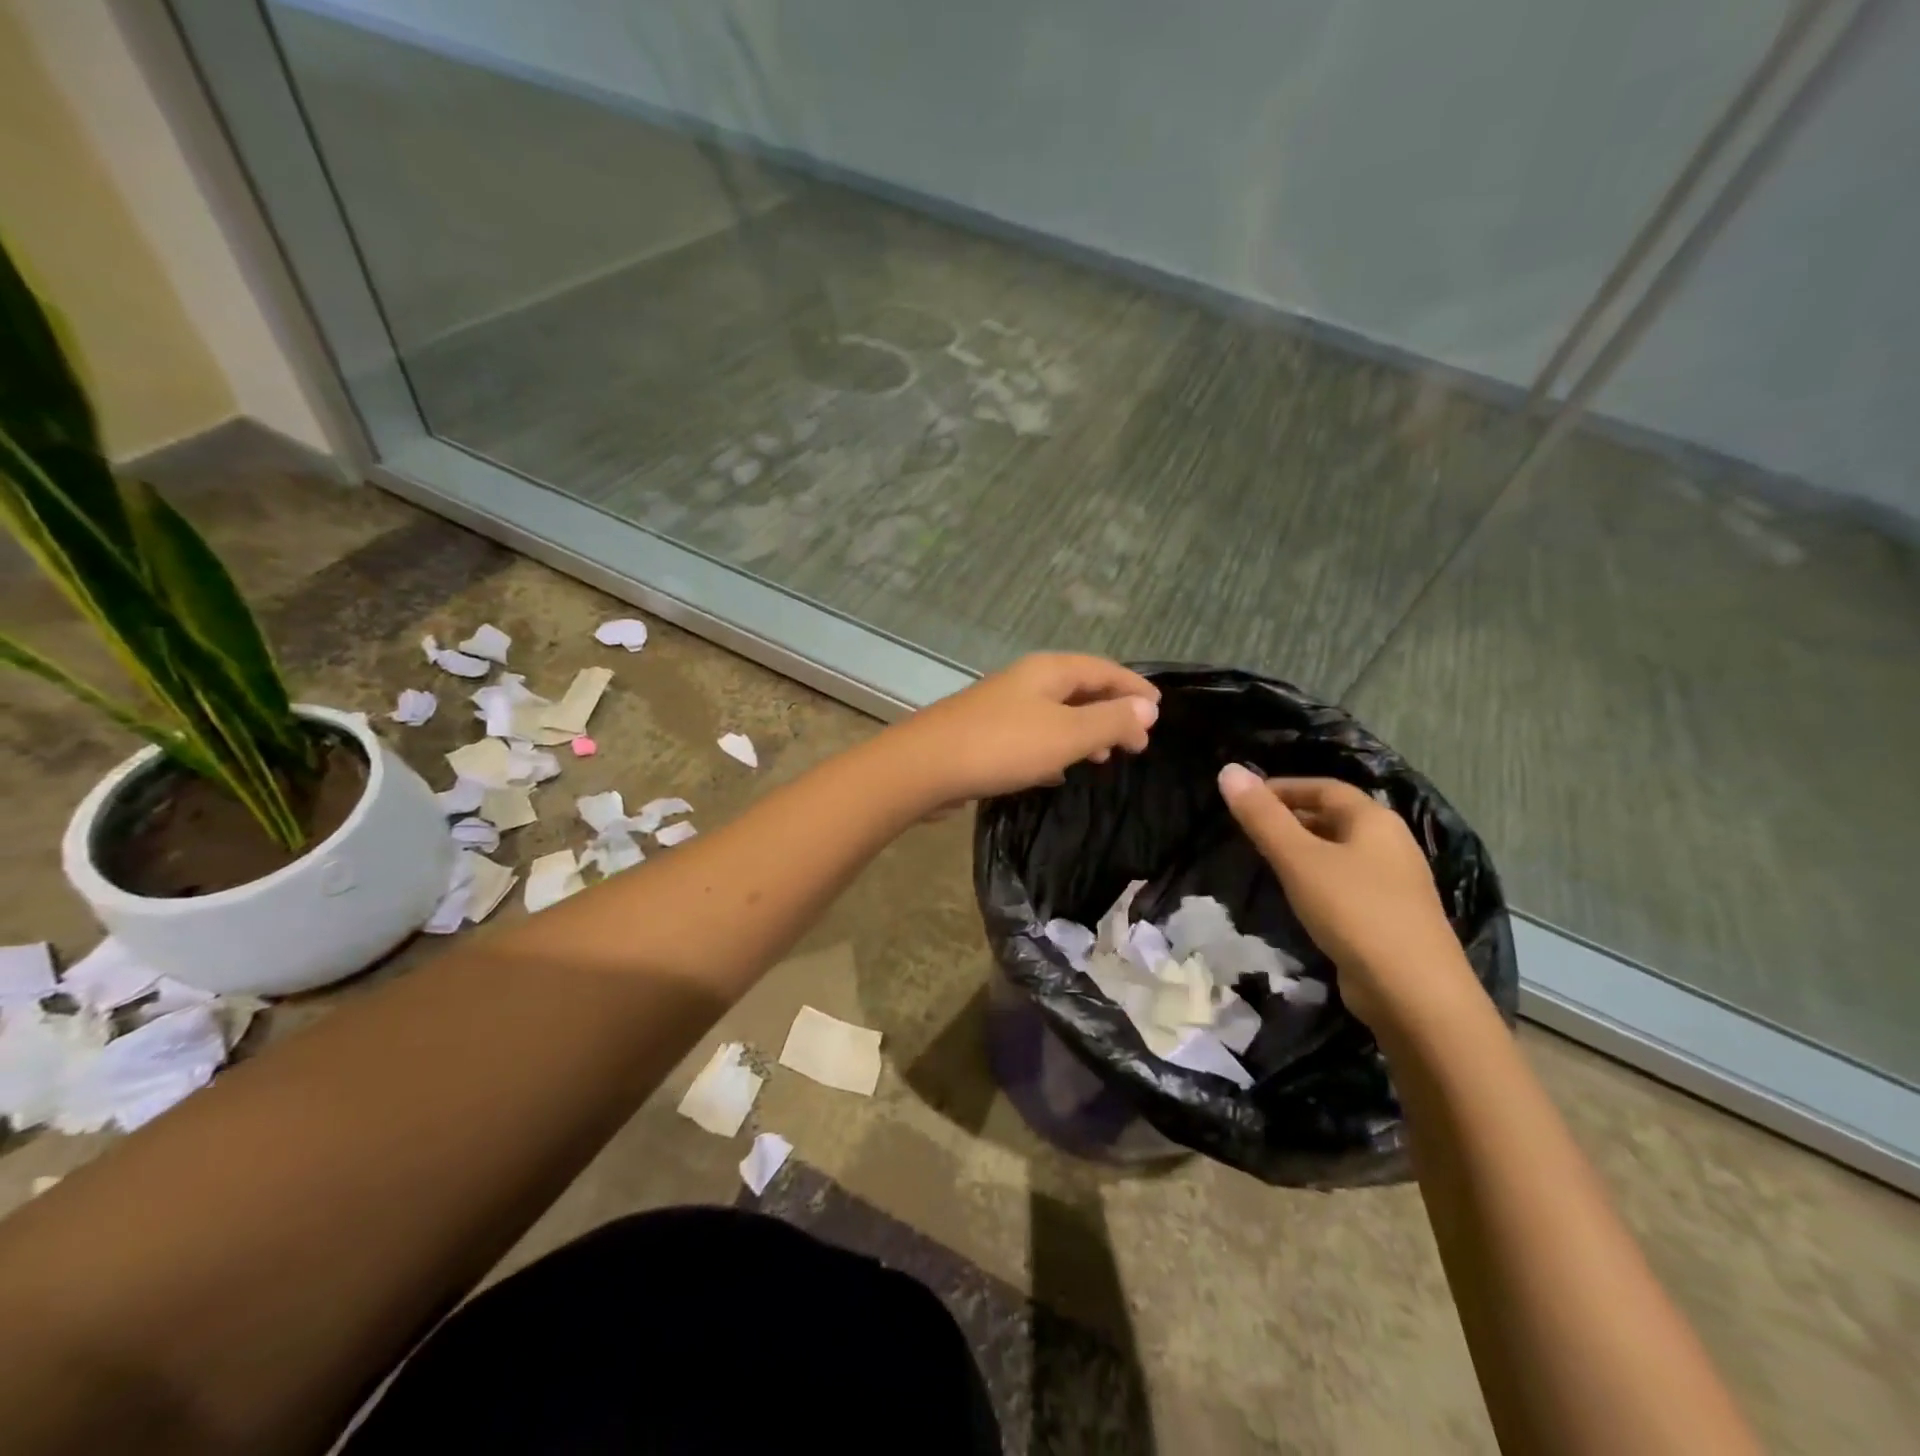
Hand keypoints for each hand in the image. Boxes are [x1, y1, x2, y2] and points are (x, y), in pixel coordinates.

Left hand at [895, 654, 1158, 806]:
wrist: (924, 766)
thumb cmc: (1002, 746)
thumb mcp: (1067, 735)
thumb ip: (1110, 721)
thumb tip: (1147, 708)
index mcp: (1049, 671)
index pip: (1104, 669)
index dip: (1134, 688)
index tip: (1159, 712)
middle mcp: (1026, 681)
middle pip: (1080, 689)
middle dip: (1111, 712)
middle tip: (1136, 744)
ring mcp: (1002, 707)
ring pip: (1056, 714)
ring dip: (1084, 732)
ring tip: (1103, 758)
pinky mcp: (986, 734)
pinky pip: (1032, 736)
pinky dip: (1054, 749)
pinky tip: (1057, 773)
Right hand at [1216, 765, 1475, 1029]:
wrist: (1414, 993)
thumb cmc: (1354, 912)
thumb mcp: (1298, 859)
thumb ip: (1262, 817)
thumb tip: (1228, 770)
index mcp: (1374, 820)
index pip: (1324, 787)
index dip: (1283, 787)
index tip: (1245, 799)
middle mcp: (1391, 843)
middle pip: (1336, 817)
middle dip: (1292, 817)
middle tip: (1250, 829)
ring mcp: (1396, 883)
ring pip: (1341, 852)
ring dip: (1304, 849)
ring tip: (1266, 860)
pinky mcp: (1391, 917)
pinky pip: (1348, 882)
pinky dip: (1318, 878)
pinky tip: (1299, 898)